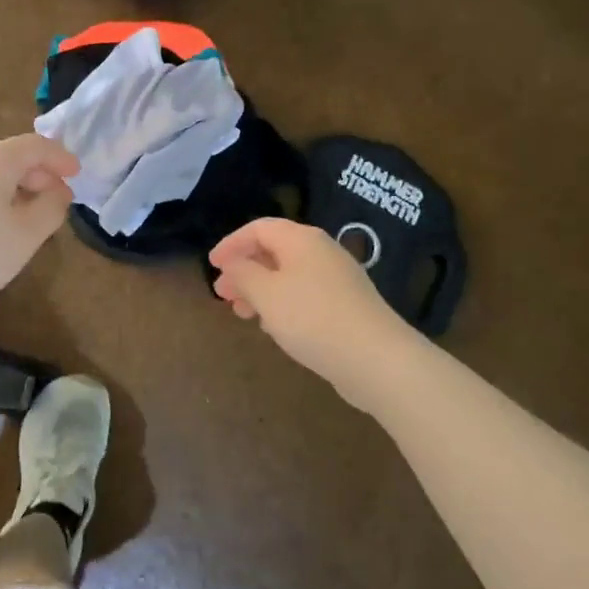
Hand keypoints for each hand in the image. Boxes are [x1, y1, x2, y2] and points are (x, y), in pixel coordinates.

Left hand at [0, 133, 79, 316]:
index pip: (36, 145)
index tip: (78, 174)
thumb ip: (51, 208)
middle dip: (39, 173)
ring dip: (17, 186)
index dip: (61, 157)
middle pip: (11, 155)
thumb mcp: (27, 234)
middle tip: (58, 198)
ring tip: (30, 213)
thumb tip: (58, 192)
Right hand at [210, 218, 410, 411]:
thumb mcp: (266, 294)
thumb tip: (234, 262)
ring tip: (243, 314)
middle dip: (244, 270)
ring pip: (288, 276)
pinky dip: (282, 304)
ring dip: (261, 290)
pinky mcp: (347, 306)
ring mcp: (337, 279)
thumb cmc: (312, 318)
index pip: (259, 228)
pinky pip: (304, 295)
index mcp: (301, 239)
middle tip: (223, 294)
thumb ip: (243, 273)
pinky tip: (274, 327)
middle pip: (274, 251)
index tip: (212, 266)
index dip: (231, 243)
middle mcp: (321, 252)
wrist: (377, 360)